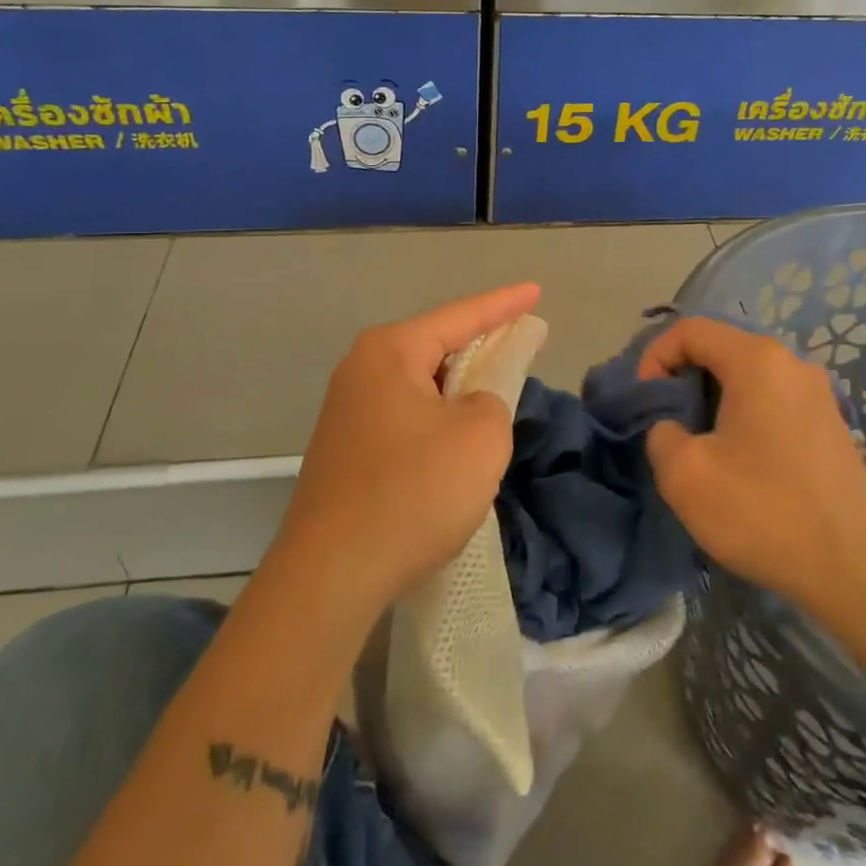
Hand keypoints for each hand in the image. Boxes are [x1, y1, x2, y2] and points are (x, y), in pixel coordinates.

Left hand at [277, 283, 541, 620]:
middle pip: (435, 345)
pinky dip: (436, 416)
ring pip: (420, 384)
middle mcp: (361, 370)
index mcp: (390, 352)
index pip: (461, 316)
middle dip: (479, 344)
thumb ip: (492, 402)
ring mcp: (347, 411)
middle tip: (519, 340)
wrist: (330, 575)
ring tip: (494, 389)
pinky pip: (405, 415)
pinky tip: (454, 439)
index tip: (535, 290)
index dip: (504, 304)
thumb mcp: (480, 438)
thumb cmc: (412, 492)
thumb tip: (470, 407)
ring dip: (457, 387)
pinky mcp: (345, 450)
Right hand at [639, 318, 865, 613]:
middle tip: (665, 424)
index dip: (655, 357)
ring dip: (712, 401)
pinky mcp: (830, 425)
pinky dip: (743, 417)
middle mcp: (792, 364)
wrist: (856, 571)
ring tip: (698, 445)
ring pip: (747, 378)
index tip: (645, 402)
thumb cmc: (764, 511)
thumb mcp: (684, 474)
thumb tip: (672, 426)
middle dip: (682, 380)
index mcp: (757, 360)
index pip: (690, 330)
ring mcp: (818, 394)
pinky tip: (739, 463)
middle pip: (720, 349)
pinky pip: (772, 402)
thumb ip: (660, 432)